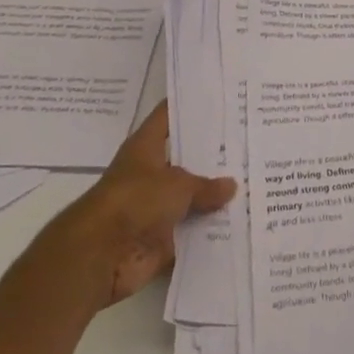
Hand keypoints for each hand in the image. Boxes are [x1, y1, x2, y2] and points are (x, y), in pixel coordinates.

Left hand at [49, 103, 236, 308]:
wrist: (100, 255)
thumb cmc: (134, 201)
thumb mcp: (177, 184)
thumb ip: (206, 185)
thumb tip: (231, 185)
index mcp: (146, 147)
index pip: (169, 116)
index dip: (192, 106)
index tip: (221, 97)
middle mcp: (151, 173)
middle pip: (186, 159)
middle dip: (214, 156)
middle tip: (249, 143)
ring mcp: (155, 208)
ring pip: (191, 198)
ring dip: (214, 198)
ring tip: (254, 184)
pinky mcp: (160, 239)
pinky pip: (191, 233)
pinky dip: (210, 233)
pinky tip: (242, 224)